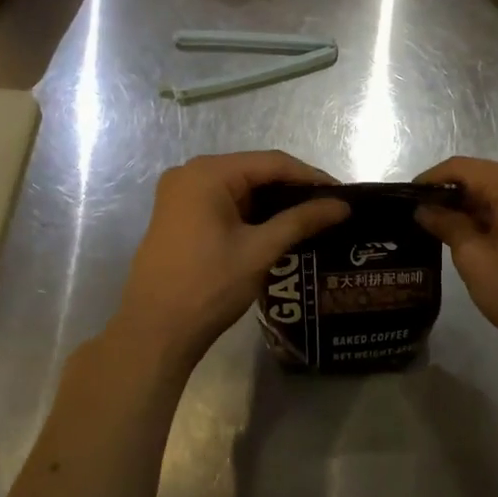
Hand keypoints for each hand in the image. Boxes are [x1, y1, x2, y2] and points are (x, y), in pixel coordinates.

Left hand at [109, 151, 348, 375]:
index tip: (343, 194)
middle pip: (255, 171)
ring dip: (274, 202)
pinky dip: (253, 213)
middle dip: (294, 189)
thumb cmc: (208, 287)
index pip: (272, 163)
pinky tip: (279, 227)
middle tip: (330, 208)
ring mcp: (181, 195)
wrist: (154, 333)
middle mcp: (190, 174)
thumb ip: (301, 221)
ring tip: (312, 218)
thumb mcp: (259, 250)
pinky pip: (225, 203)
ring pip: (241, 188)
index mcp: (207, 173)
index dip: (311, 177)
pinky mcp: (179, 216)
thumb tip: (342, 206)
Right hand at [414, 157, 497, 360]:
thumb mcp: (473, 259)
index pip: (464, 168)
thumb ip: (447, 225)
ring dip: (470, 203)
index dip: (432, 179)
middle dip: (451, 191)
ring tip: (438, 223)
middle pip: (483, 174)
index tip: (407, 196)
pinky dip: (490, 212)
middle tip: (420, 213)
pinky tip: (469, 231)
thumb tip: (424, 209)